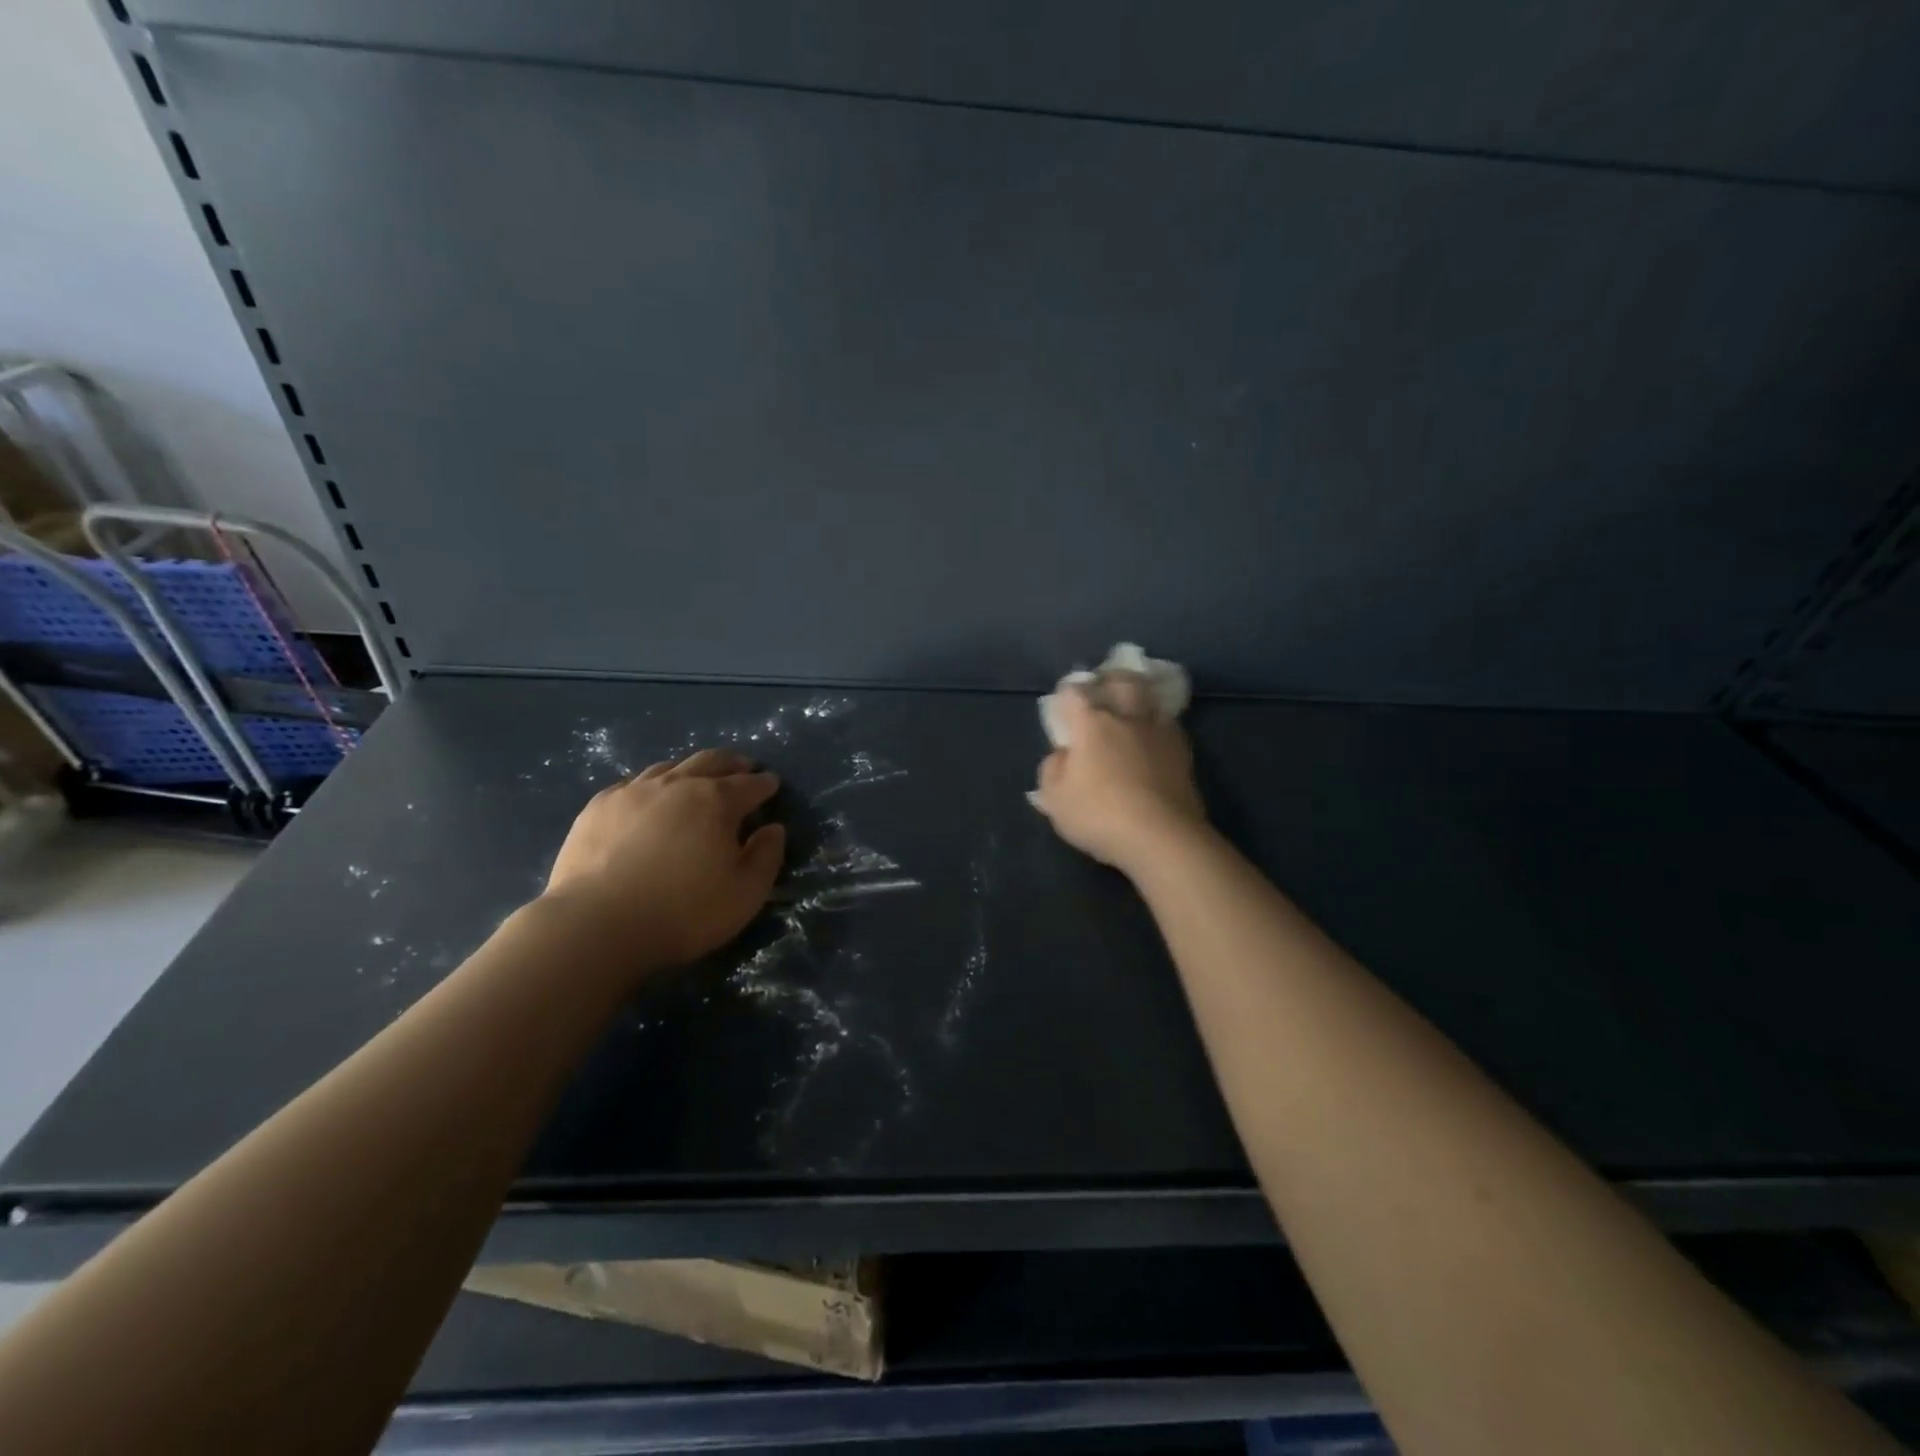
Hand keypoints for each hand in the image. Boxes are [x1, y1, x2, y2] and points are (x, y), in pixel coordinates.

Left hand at [542, 749, 786, 971]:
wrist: (595, 925)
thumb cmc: (682, 912)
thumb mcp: (745, 894)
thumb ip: (767, 857)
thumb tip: (773, 829)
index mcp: (716, 801)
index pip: (750, 785)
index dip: (764, 784)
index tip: (772, 784)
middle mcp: (676, 785)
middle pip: (710, 762)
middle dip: (732, 763)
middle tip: (743, 766)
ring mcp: (632, 792)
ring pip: (669, 767)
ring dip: (691, 769)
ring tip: (698, 777)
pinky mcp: (598, 807)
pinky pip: (632, 783)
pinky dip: (652, 785)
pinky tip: (649, 797)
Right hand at [1031, 676, 1207, 874]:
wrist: (1162, 837)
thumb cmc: (1099, 816)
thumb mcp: (1055, 800)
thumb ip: (1053, 770)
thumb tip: (1063, 754)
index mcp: (1091, 724)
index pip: (1074, 693)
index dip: (1066, 695)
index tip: (1063, 707)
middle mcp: (1126, 718)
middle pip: (1122, 681)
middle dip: (1110, 680)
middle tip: (1104, 692)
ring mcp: (1159, 732)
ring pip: (1151, 699)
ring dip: (1140, 699)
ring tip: (1133, 713)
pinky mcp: (1184, 752)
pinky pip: (1169, 726)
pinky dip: (1159, 726)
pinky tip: (1154, 741)